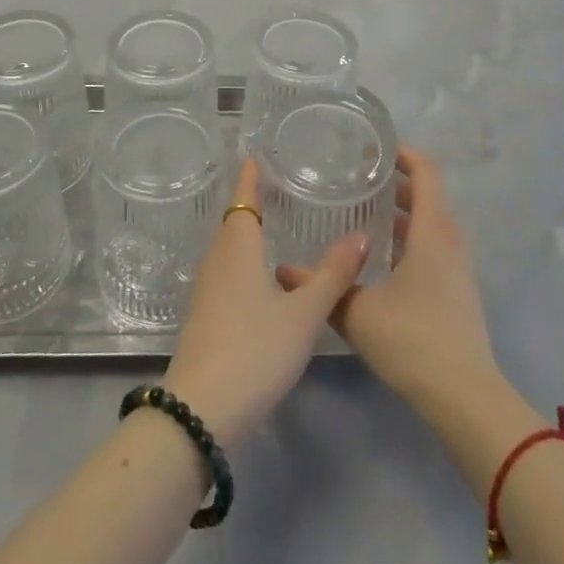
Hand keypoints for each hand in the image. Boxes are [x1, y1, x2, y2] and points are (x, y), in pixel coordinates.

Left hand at [161, 157, 367, 446]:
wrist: (201, 409)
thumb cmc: (255, 349)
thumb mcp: (303, 313)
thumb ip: (333, 274)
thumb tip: (362, 234)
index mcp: (237, 245)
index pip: (244, 197)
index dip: (251, 175)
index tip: (258, 154)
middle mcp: (217, 258)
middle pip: (235, 220)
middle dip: (254, 202)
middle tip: (282, 186)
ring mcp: (207, 287)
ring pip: (230, 247)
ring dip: (249, 232)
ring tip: (278, 225)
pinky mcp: (205, 314)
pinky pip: (227, 271)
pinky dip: (245, 260)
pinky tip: (264, 277)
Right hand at [279, 147, 497, 414]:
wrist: (465, 399)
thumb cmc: (413, 340)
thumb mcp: (357, 311)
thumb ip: (323, 284)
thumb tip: (283, 269)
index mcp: (432, 230)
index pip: (425, 171)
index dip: (402, 152)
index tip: (370, 148)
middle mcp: (450, 240)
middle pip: (427, 194)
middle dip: (394, 181)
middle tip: (356, 177)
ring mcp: (457, 267)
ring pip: (430, 222)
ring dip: (401, 211)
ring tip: (362, 211)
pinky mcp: (457, 290)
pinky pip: (432, 245)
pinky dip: (408, 236)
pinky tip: (379, 256)